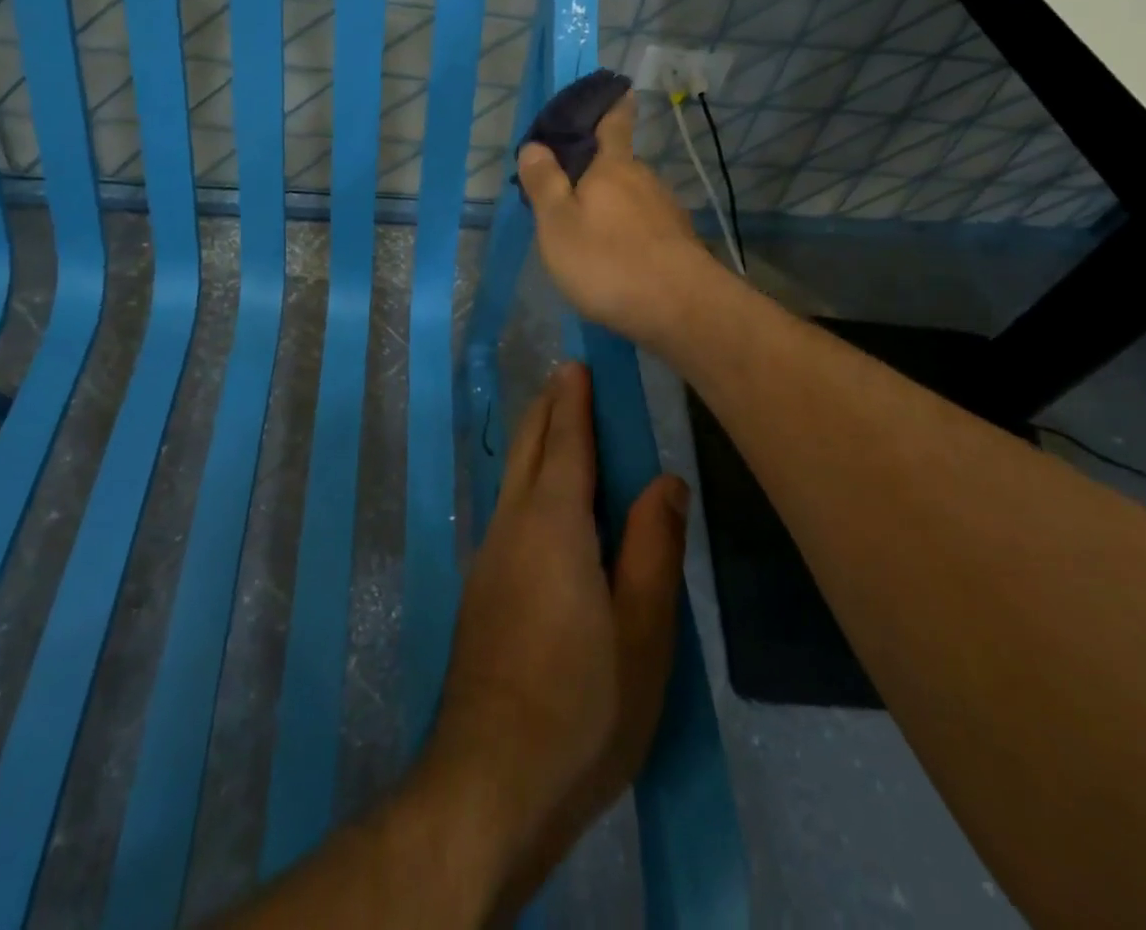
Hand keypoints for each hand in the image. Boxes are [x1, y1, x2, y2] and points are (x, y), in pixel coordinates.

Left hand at [425, 363, 689, 916]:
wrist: (489, 781)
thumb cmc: (583, 705)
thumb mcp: (643, 632)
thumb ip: (652, 548)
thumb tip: (664, 480)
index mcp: (553, 525)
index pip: (565, 444)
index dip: (573, 402)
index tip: (577, 364)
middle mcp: (512, 527)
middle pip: (528, 450)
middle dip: (546, 410)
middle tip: (565, 378)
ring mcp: (488, 559)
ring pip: (512, 480)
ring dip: (534, 443)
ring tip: (556, 423)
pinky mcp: (481, 592)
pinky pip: (508, 511)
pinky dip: (526, 481)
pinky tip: (541, 499)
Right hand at [516, 92, 717, 345]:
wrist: (680, 309)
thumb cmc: (608, 262)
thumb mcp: (558, 224)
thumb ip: (545, 184)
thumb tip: (534, 145)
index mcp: (613, 167)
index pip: (614, 123)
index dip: (612, 105)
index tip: (618, 89)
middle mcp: (645, 180)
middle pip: (619, 164)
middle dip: (597, 169)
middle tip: (567, 189)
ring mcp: (666, 211)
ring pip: (632, 197)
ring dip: (611, 204)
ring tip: (587, 229)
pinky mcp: (678, 242)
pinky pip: (645, 225)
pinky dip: (628, 231)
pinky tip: (616, 256)